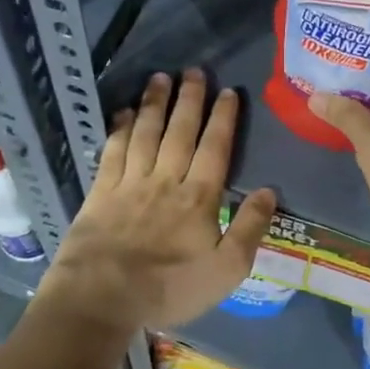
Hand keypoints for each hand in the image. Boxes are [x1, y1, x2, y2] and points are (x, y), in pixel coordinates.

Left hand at [49, 69, 276, 330]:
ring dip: (155, 103)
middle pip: (180, 131)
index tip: (228, 91)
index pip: (215, 148)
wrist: (102, 298)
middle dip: (189, 99)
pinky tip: (124, 112)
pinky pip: (113, 151)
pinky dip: (120, 129)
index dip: (223, 118)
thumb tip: (269, 190)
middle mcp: (165, 180)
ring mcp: (130, 183)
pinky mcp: (101, 192)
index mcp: (199, 197)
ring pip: (146, 133)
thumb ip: (249, 228)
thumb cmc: (169, 288)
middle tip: (194, 71)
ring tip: (161, 77)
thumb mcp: (226, 270)